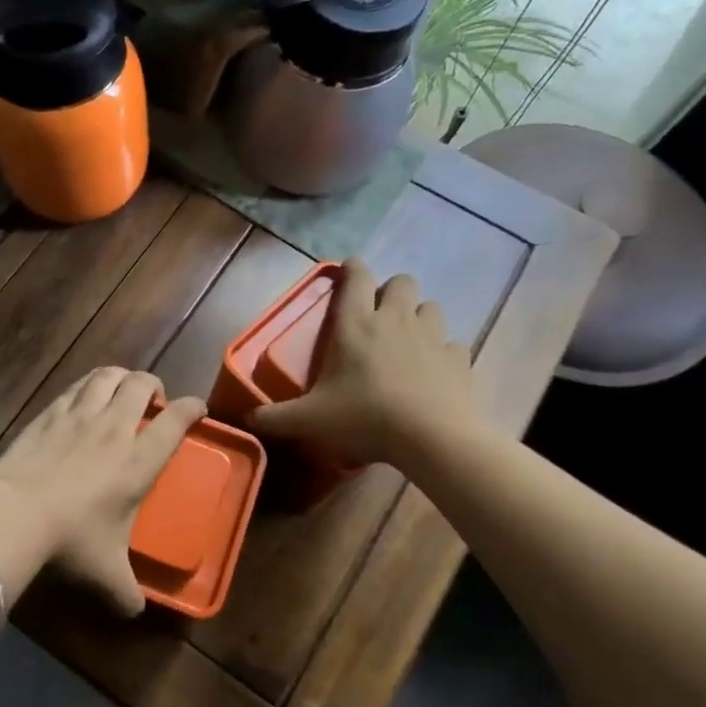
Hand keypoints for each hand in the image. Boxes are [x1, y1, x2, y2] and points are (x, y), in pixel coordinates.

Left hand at [0, 368, 206, 614]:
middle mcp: (114, 428)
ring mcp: (79, 415)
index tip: (198, 407)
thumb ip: (127, 592)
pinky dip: (88, 385)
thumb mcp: (106, 573)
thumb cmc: (71, 540)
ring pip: (107, 376)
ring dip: (121, 377)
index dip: (192, 408)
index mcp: (139, 461)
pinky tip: (83, 397)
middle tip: (153, 400)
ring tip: (121, 389)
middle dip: (153, 385)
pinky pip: (76, 387)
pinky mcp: (49, 412)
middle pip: (141, 384)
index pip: (175, 420)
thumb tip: (136, 613)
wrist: (15, 513)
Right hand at [250, 260, 483, 468]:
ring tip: (407, 340)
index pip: (356, 277)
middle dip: (391, 291)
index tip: (348, 272)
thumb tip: (246, 420)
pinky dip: (442, 353)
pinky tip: (433, 372)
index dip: (352, 269)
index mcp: (356, 324)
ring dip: (419, 317)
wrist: (433, 437)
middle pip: (401, 282)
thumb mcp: (310, 420)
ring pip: (430, 307)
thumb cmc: (365, 417)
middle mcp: (395, 320)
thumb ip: (275, 418)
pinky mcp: (458, 358)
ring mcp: (432, 336)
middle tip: (378, 317)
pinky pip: (452, 345)